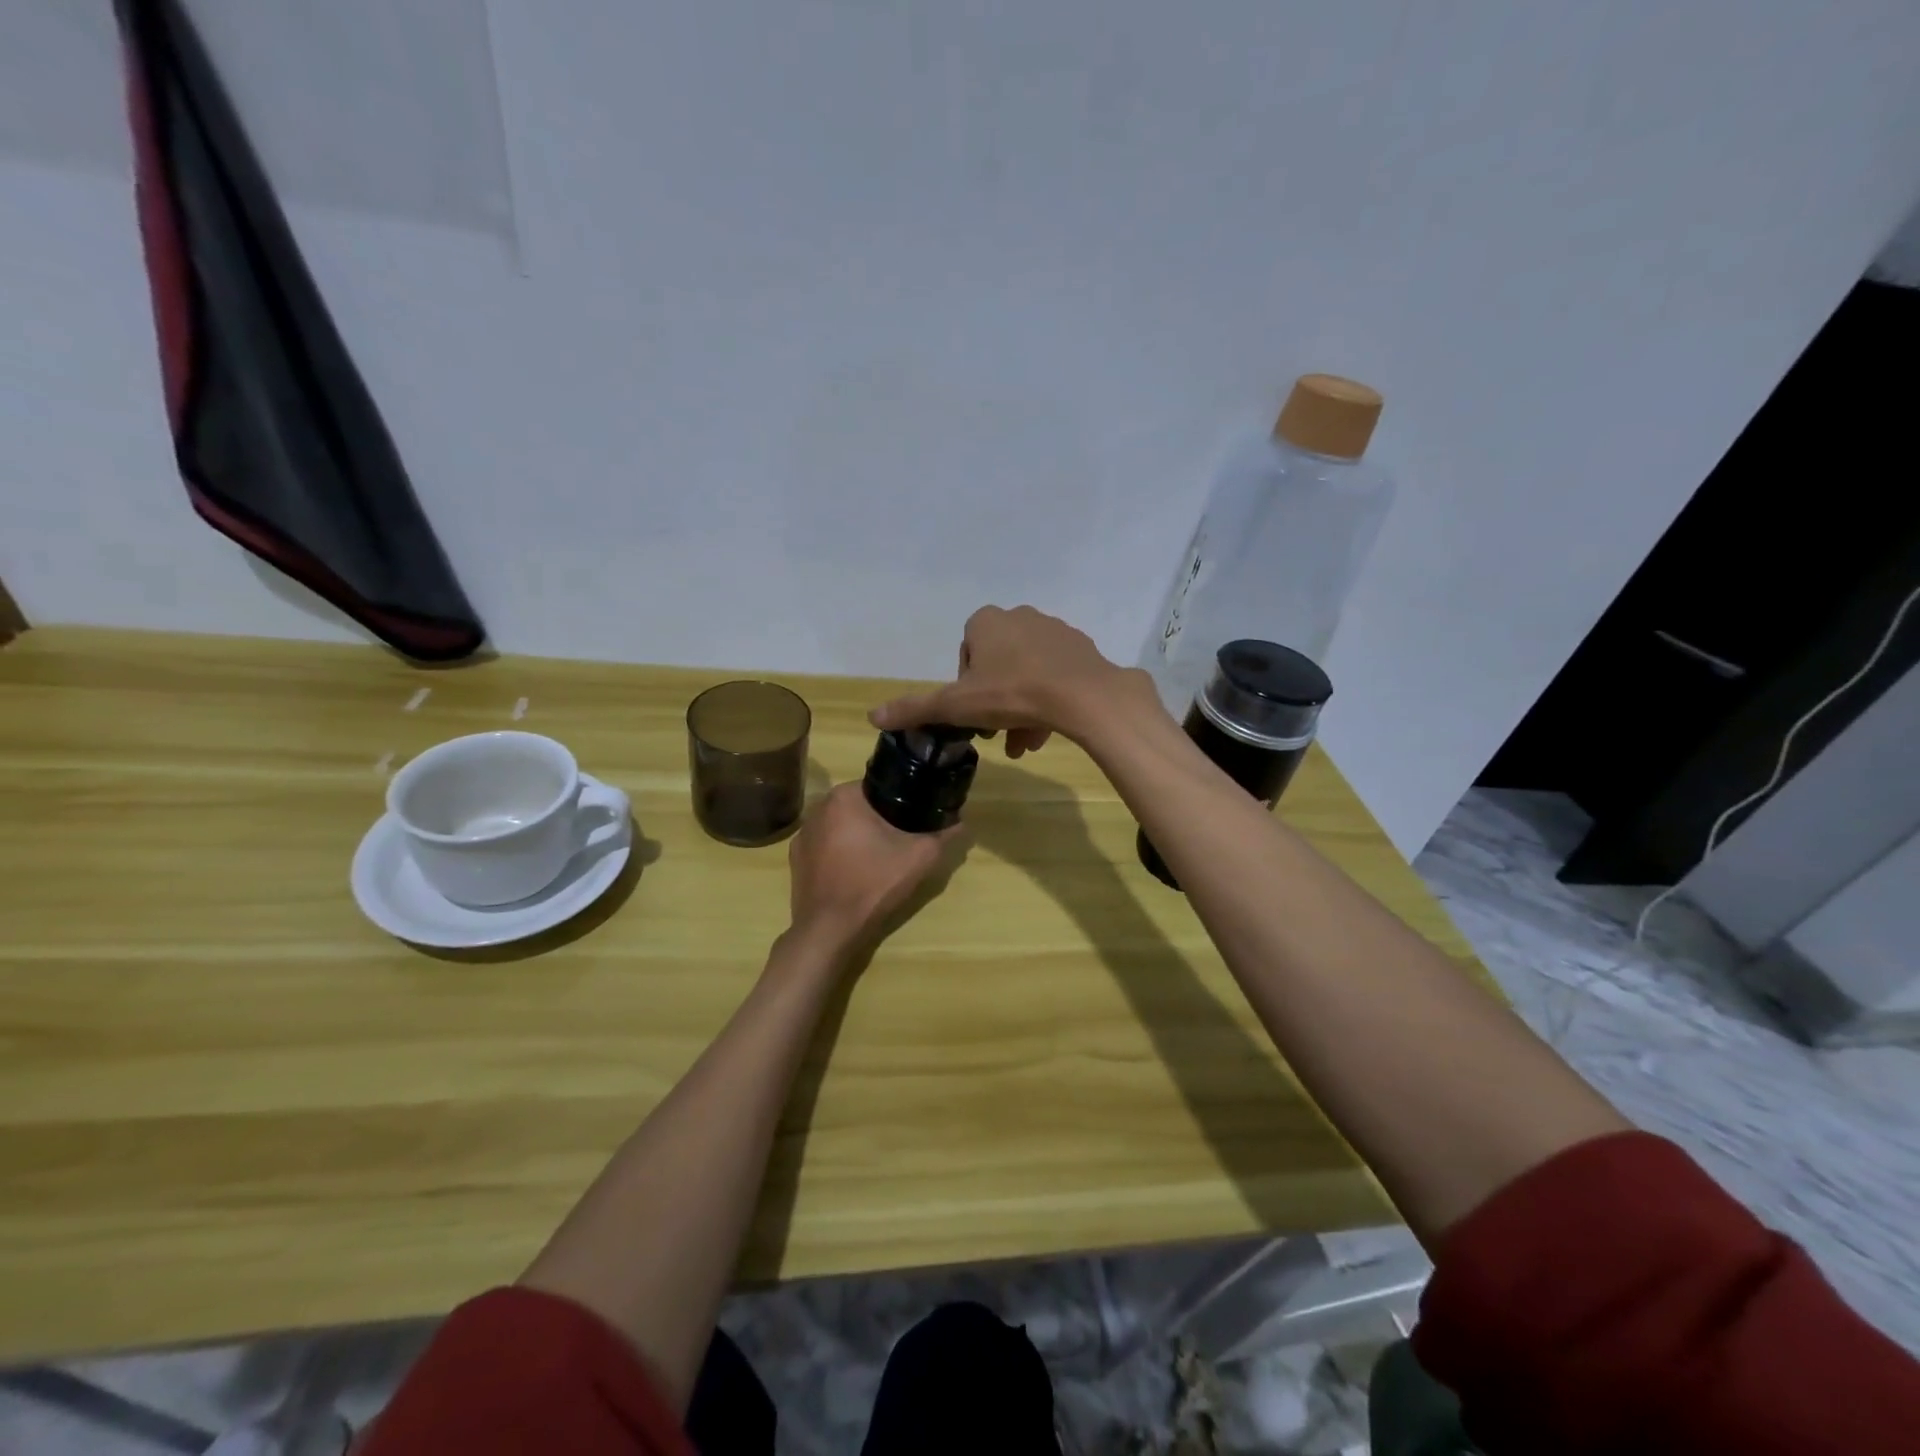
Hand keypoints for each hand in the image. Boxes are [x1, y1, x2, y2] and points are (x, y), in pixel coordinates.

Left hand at [787, 783, 957, 954]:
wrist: (829, 930)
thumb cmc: (873, 884)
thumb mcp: (920, 858)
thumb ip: (944, 835)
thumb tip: (961, 823)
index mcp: (844, 796)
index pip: (880, 787)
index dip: (901, 801)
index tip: (915, 818)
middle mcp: (818, 807)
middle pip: (860, 806)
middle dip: (881, 819)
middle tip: (902, 841)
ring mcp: (803, 834)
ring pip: (842, 826)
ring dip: (859, 836)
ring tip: (879, 858)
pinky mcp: (796, 859)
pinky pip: (826, 846)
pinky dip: (840, 854)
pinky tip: (854, 873)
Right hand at [870, 605, 1158, 753]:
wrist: (1083, 696)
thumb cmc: (1013, 693)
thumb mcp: (957, 706)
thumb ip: (916, 708)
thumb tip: (872, 716)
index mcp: (987, 622)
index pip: (966, 654)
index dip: (965, 688)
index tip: (973, 714)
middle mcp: (1020, 616)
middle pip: (997, 667)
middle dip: (995, 704)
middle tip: (999, 734)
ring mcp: (1054, 630)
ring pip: (1027, 674)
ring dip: (1021, 709)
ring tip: (1024, 743)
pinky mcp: (1081, 649)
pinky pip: (1055, 674)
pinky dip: (1048, 699)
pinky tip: (1049, 728)